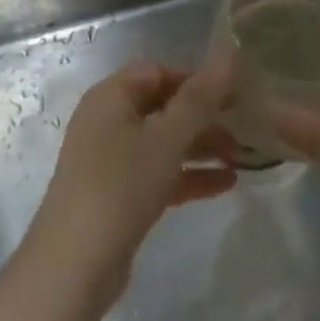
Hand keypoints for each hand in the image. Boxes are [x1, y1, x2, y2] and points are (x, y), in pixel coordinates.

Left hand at [24, 58, 238, 304]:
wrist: (74, 266)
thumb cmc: (120, 186)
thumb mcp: (166, 138)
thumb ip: (200, 98)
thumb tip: (228, 54)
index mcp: (111, 96)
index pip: (158, 71)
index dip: (196, 78)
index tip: (234, 94)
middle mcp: (108, 120)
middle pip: (162, 106)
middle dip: (203, 116)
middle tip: (245, 128)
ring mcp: (110, 159)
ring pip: (163, 142)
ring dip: (201, 147)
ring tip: (243, 157)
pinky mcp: (117, 195)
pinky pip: (158, 173)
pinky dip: (188, 175)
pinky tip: (226, 184)